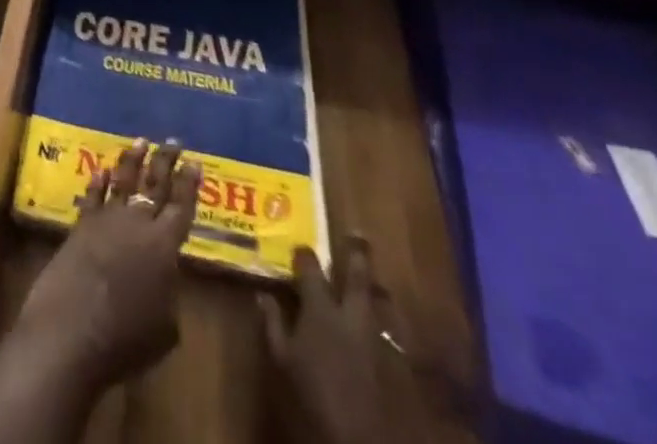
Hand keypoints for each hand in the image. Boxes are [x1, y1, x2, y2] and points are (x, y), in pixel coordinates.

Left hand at [13, 139, 201, 389]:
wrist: (72, 329)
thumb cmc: (126, 338)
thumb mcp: (165, 328)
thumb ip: (169, 294)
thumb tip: (165, 279)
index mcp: (164, 246)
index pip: (182, 207)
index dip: (189, 184)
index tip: (195, 162)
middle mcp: (138, 223)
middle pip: (155, 185)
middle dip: (166, 162)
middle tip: (173, 141)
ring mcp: (107, 220)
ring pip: (124, 181)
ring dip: (133, 160)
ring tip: (141, 141)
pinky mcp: (81, 225)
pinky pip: (93, 196)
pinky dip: (99, 182)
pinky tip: (102, 170)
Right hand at [259, 237, 430, 443]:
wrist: (359, 437)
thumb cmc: (313, 396)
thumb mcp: (283, 361)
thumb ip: (273, 325)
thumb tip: (263, 295)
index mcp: (321, 309)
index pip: (310, 268)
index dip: (304, 254)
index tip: (298, 244)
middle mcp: (351, 314)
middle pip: (356, 275)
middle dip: (356, 253)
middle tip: (357, 233)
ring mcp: (376, 337)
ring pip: (378, 300)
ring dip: (375, 286)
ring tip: (373, 276)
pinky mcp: (394, 360)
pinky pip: (390, 330)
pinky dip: (385, 321)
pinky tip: (382, 321)